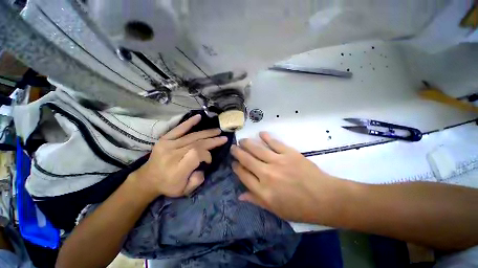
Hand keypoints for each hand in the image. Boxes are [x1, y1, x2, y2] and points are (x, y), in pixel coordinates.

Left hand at [130, 114, 227, 197]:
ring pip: (192, 136)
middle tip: (223, 138)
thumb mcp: (184, 191)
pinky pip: (178, 129)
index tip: (209, 160)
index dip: (207, 155)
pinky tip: (199, 117)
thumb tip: (203, 166)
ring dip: (207, 133)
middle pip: (197, 144)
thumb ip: (197, 180)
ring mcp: (168, 145)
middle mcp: (172, 155)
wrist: (148, 179)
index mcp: (177, 169)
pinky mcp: (164, 139)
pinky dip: (189, 122)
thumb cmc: (168, 185)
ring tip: (217, 131)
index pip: (197, 155)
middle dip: (212, 140)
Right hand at [231, 132, 347, 223]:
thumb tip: (240, 196)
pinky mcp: (289, 153)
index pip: (243, 175)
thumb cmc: (299, 208)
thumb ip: (256, 200)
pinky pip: (274, 143)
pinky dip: (266, 137)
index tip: (233, 163)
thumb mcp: (276, 210)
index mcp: (263, 191)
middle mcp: (267, 174)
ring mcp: (278, 162)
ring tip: (242, 140)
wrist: (325, 198)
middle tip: (233, 148)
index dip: (236, 168)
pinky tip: (261, 134)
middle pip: (247, 160)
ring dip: (247, 143)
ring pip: (257, 149)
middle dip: (237, 153)